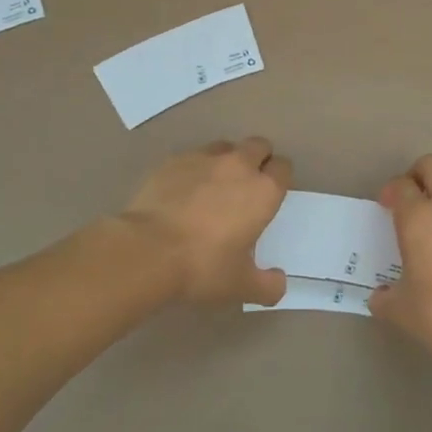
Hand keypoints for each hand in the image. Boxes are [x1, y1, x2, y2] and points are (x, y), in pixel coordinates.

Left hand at [121, 138, 290, 306]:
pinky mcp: (175, 160)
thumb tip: (279, 283)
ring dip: (227, 161)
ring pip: (226, 147)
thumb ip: (267, 285)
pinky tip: (183, 192)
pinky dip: (195, 169)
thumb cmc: (203, 266)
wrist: (148, 250)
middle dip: (257, 160)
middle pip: (259, 146)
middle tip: (246, 186)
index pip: (283, 167)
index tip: (270, 195)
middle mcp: (239, 165)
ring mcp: (205, 158)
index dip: (279, 178)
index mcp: (263, 191)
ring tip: (213, 186)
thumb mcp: (240, 285)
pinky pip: (193, 157)